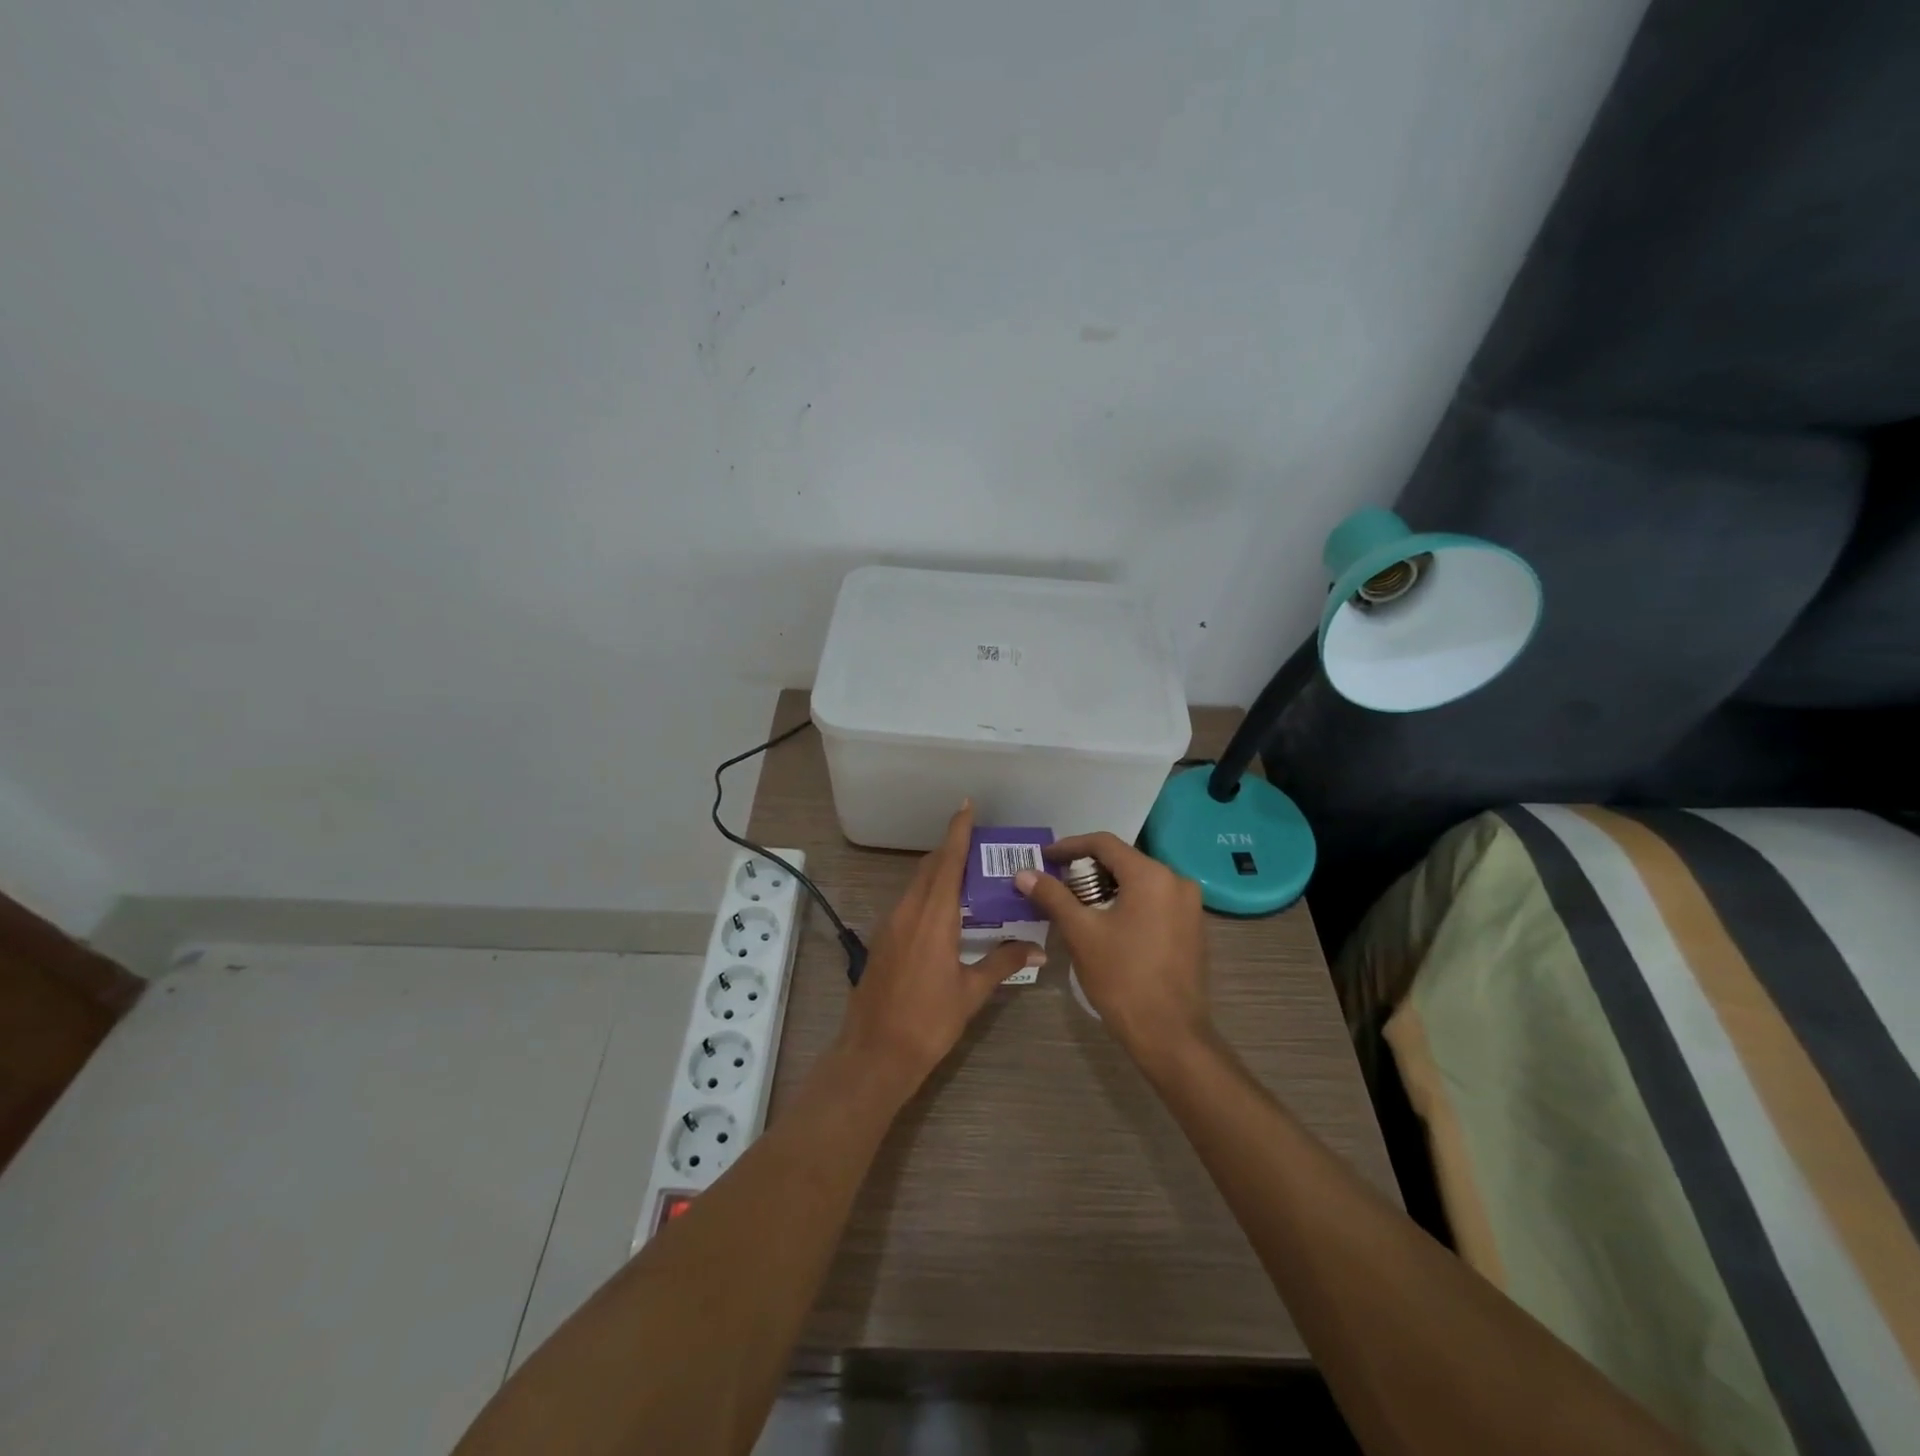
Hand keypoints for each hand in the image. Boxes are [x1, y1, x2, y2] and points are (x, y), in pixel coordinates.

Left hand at [835, 801, 1040, 1093]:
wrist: (875, 1053)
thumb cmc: (929, 1021)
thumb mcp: (971, 992)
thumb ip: (1003, 962)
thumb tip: (1037, 948)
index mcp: (933, 916)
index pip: (948, 862)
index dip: (957, 832)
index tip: (966, 805)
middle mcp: (908, 910)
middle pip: (930, 867)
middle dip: (951, 848)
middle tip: (978, 841)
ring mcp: (890, 923)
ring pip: (917, 883)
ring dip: (939, 871)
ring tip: (967, 871)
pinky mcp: (883, 939)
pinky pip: (908, 901)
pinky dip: (927, 892)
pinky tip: (944, 908)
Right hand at [1015, 833, 1210, 1065]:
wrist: (1170, 1034)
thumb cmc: (1122, 978)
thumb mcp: (1080, 933)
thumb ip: (1052, 896)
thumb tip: (1023, 873)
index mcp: (1151, 876)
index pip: (1104, 844)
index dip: (1070, 846)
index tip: (1045, 857)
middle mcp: (1176, 881)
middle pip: (1124, 861)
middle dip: (1087, 869)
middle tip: (1057, 884)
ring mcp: (1189, 906)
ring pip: (1140, 882)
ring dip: (1107, 887)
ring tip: (1077, 904)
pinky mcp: (1193, 928)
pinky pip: (1155, 901)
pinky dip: (1128, 903)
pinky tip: (1107, 922)